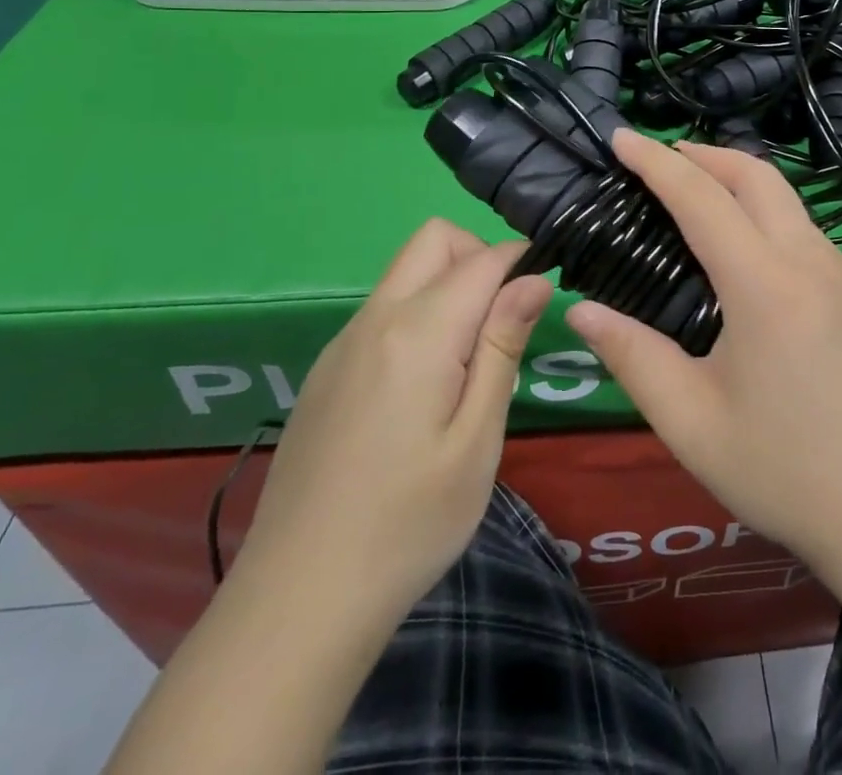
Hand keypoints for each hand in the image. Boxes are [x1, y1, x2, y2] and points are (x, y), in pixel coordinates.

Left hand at [236, 220, 552, 622]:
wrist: (297, 601)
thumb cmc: (409, 524)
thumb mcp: (477, 439)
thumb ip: (503, 346)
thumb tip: (533, 279)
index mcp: (418, 332)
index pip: (482, 259)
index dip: (521, 262)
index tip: (544, 293)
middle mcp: (375, 319)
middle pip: (433, 240)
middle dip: (479, 256)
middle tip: (505, 320)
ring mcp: (342, 343)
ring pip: (406, 272)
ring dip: (448, 285)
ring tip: (471, 361)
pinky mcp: (327, 370)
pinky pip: (382, 310)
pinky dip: (418, 314)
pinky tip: (424, 387)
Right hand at [564, 131, 841, 568]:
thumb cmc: (788, 474)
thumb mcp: (693, 424)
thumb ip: (633, 358)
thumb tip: (581, 310)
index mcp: (765, 285)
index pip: (701, 197)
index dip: (656, 162)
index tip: (621, 137)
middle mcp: (811, 261)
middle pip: (756, 175)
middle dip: (703, 154)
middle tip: (659, 160)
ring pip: (786, 199)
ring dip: (738, 181)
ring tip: (696, 199)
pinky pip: (806, 231)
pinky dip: (766, 214)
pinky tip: (746, 254)